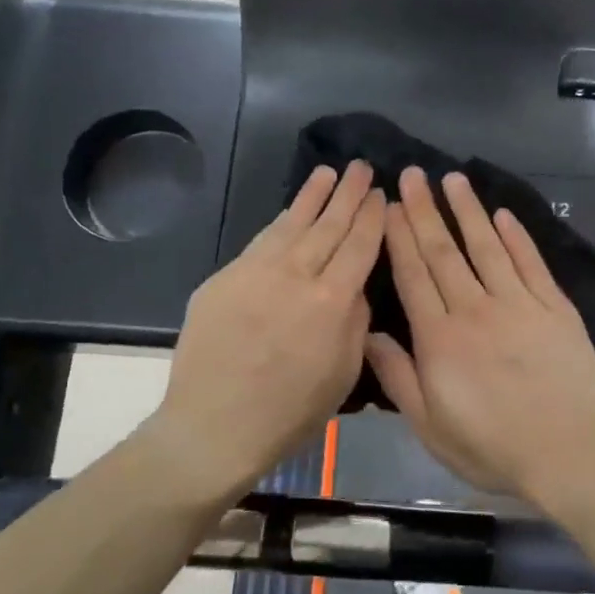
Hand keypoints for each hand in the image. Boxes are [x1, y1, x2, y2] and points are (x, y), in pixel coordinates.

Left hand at [154, 162, 384, 491]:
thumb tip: (353, 287)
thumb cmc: (290, 412)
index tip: (380, 194)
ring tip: (328, 173)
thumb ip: (354, 322)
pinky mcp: (224, 278)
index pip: (359, 246)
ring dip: (312, 196)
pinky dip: (280, 222)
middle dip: (348, 194)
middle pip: (328, 225)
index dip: (372, 217)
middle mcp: (295, 276)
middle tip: (360, 167)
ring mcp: (255, 273)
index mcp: (331, 302)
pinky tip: (289, 212)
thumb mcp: (343, 374)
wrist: (214, 426)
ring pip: (291, 224)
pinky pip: (260, 242)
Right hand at [365, 168, 594, 510]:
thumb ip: (398, 377)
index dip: (398, 236)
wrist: (569, 453)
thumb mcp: (430, 426)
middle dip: (424, 210)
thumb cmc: (492, 447)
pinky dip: (516, 236)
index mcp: (440, 338)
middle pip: (444, 252)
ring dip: (467, 210)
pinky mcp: (554, 307)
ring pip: (486, 247)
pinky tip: (502, 214)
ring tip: (452, 179)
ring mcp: (519, 303)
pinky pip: (530, 263)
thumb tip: (368, 332)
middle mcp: (475, 309)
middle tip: (412, 174)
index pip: (413, 275)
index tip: (388, 205)